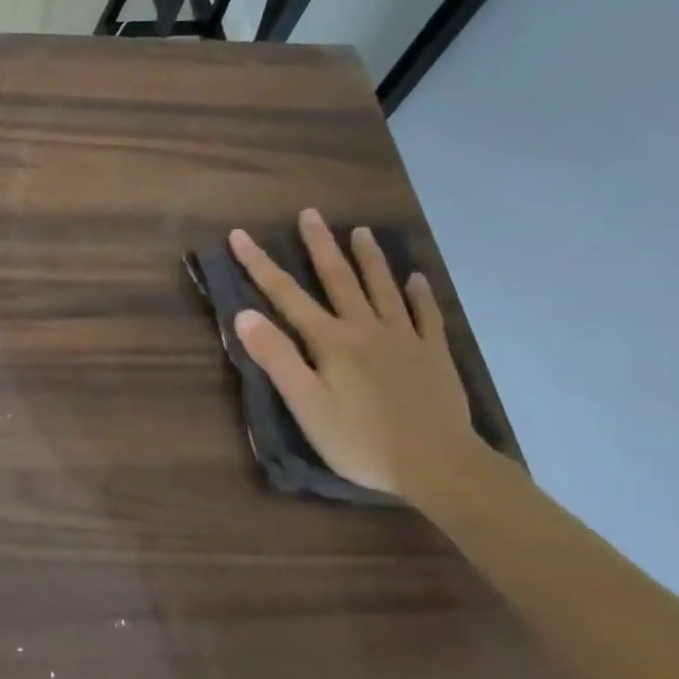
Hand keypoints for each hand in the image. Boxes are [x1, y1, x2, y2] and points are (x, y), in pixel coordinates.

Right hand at [230, 210, 483, 500]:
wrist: (439, 465)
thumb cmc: (361, 440)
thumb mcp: (306, 404)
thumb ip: (276, 357)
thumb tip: (244, 314)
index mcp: (330, 341)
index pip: (286, 295)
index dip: (259, 264)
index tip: (239, 234)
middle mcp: (365, 328)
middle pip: (338, 278)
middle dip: (319, 245)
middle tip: (310, 213)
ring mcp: (404, 339)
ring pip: (383, 288)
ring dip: (369, 258)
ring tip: (361, 231)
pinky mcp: (433, 355)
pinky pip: (427, 316)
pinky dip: (420, 294)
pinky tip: (417, 278)